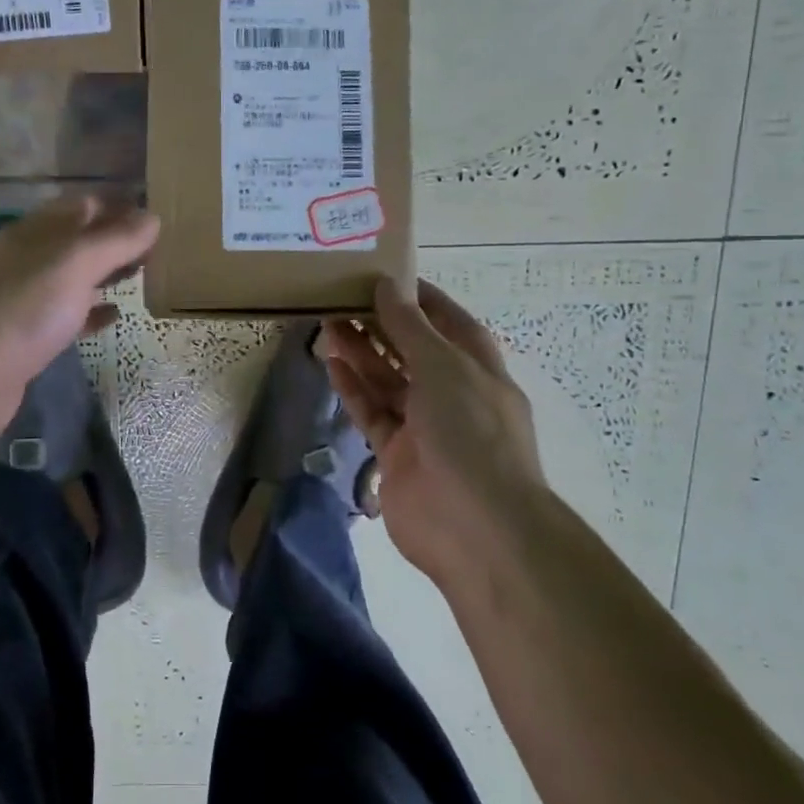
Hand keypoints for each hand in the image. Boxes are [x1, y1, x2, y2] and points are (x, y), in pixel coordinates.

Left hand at [0, 195, 159, 444]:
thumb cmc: (28, 307)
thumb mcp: (78, 262)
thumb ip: (116, 239)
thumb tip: (152, 217)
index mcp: (36, 231)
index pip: (83, 206)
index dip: (118, 206)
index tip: (154, 216)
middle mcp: (28, 257)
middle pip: (78, 240)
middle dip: (114, 240)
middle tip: (155, 249)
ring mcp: (25, 297)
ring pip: (73, 276)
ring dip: (105, 273)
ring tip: (141, 276)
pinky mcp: (27, 334)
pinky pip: (67, 313)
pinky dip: (92, 311)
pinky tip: (114, 315)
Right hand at [322, 278, 546, 584]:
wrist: (475, 526)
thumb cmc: (470, 432)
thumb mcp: (444, 367)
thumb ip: (410, 327)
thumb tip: (386, 286)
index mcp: (477, 369)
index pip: (448, 323)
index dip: (419, 299)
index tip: (384, 277)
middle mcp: (452, 393)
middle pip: (412, 350)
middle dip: (381, 325)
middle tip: (341, 298)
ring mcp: (423, 426)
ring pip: (387, 380)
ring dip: (361, 353)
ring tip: (327, 323)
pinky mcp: (396, 454)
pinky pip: (372, 412)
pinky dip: (353, 389)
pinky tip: (331, 364)